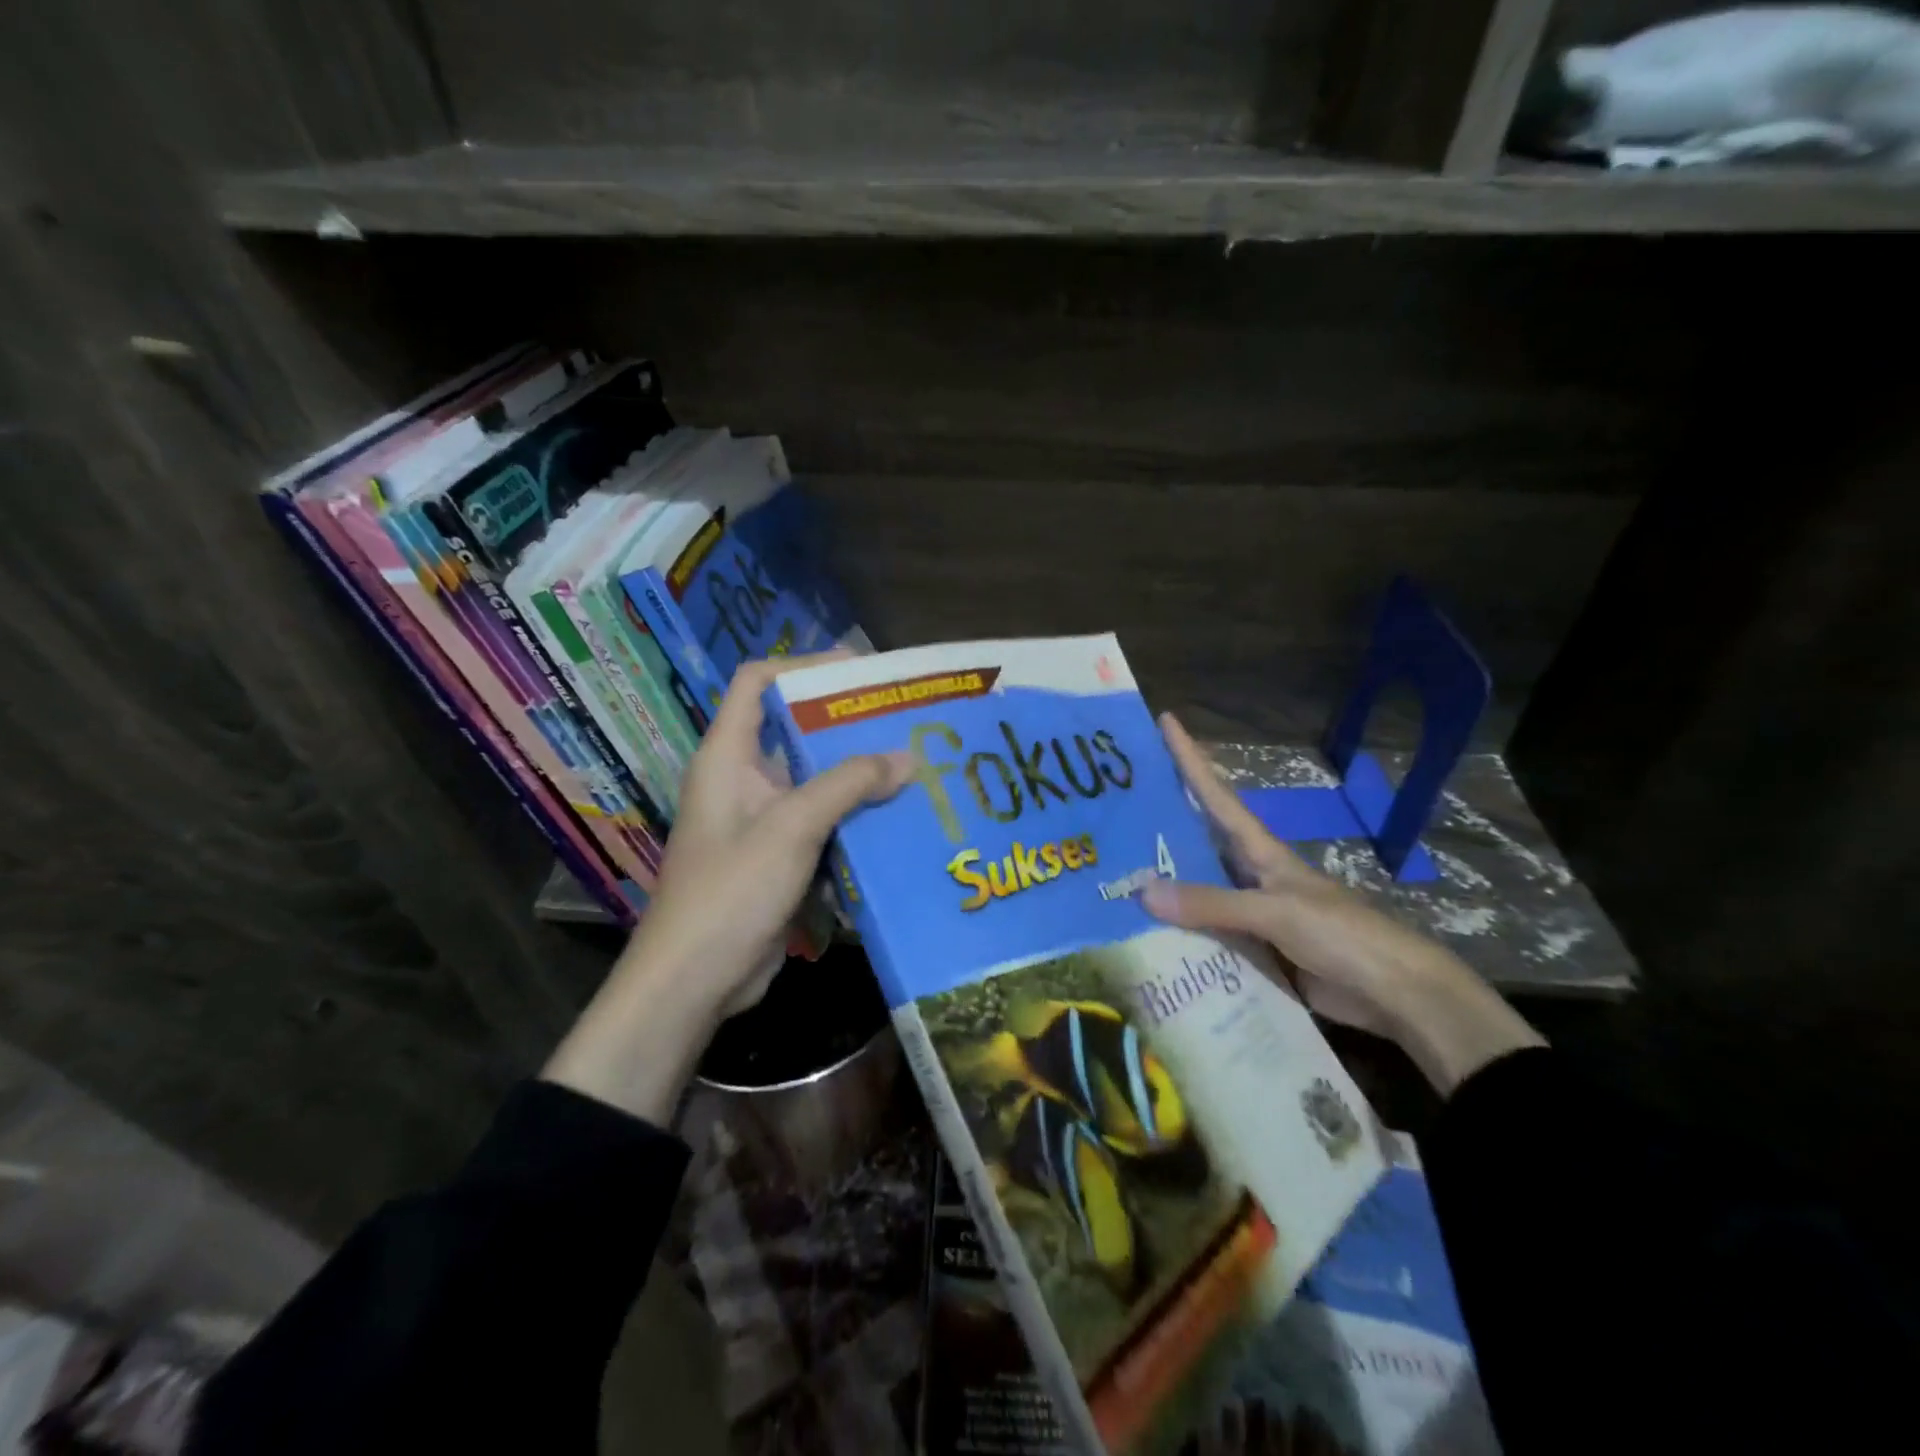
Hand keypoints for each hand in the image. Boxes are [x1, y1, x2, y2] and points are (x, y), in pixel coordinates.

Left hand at [543, 653, 912, 1123]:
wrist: (694, 981)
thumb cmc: (731, 891)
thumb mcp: (792, 827)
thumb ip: (849, 785)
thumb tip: (907, 757)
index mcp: (728, 756)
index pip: (758, 683)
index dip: (803, 667)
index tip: (858, 671)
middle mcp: (743, 779)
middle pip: (794, 731)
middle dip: (846, 724)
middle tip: (901, 719)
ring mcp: (761, 820)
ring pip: (813, 780)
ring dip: (857, 774)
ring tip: (911, 764)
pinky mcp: (778, 857)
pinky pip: (821, 822)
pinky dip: (853, 816)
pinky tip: (895, 818)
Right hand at [1141, 713, 1542, 1094]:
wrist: (1394, 994)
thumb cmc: (1342, 934)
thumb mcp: (1276, 911)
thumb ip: (1212, 903)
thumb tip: (1143, 890)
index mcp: (1260, 851)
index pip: (1217, 795)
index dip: (1191, 758)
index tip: (1166, 720)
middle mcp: (1250, 875)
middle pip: (1197, 839)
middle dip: (1158, 821)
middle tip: (1112, 807)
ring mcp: (1251, 913)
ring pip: (1195, 889)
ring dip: (1161, 882)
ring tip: (1111, 873)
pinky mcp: (1253, 950)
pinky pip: (1203, 934)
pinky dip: (1176, 933)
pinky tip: (1142, 935)